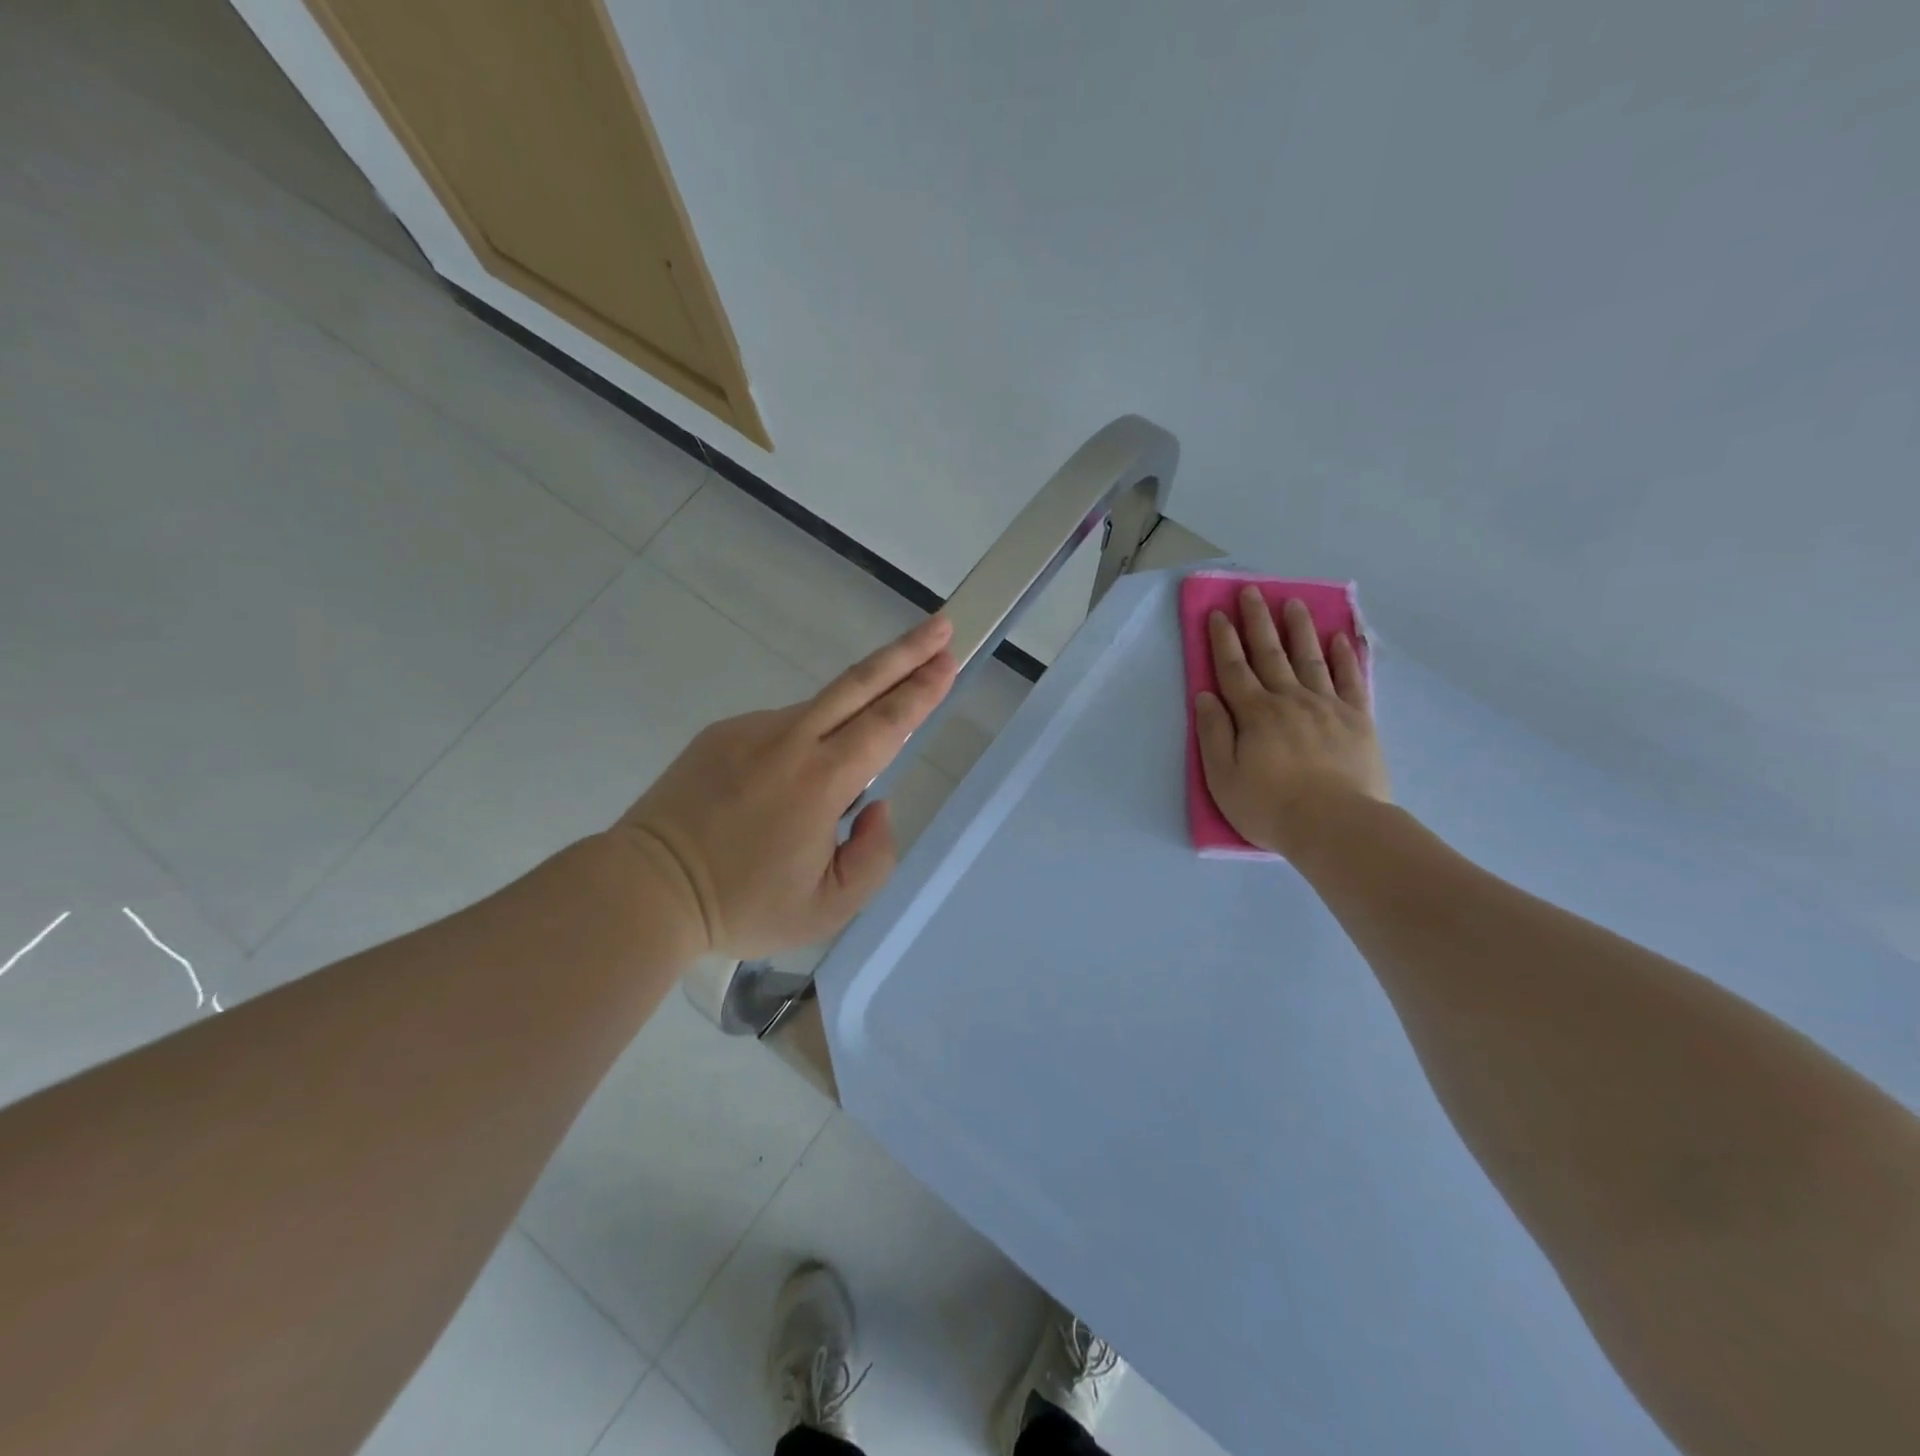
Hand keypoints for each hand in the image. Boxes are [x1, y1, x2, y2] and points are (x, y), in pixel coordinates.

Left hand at [613, 617, 957, 958]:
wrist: (647, 888)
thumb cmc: (742, 905)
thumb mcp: (828, 908)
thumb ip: (874, 857)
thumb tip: (875, 806)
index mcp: (820, 781)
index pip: (886, 725)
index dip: (922, 691)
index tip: (947, 660)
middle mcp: (788, 741)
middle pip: (858, 684)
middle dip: (905, 653)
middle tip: (941, 628)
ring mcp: (750, 730)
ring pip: (819, 710)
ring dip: (854, 709)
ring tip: (845, 768)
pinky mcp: (721, 733)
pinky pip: (781, 729)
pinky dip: (805, 741)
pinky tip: (789, 787)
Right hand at [1194, 587, 1389, 859]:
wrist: (1337, 826)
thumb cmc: (1271, 807)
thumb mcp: (1223, 777)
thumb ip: (1214, 734)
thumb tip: (1206, 696)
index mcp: (1255, 714)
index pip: (1234, 669)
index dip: (1224, 640)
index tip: (1218, 612)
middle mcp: (1290, 700)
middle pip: (1270, 654)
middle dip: (1258, 621)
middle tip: (1252, 592)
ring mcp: (1327, 706)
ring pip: (1310, 658)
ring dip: (1299, 629)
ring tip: (1293, 603)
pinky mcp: (1358, 719)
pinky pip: (1350, 679)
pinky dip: (1344, 656)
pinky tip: (1339, 638)